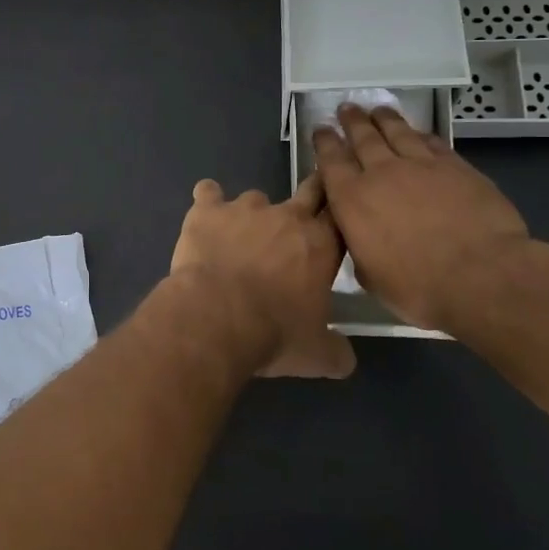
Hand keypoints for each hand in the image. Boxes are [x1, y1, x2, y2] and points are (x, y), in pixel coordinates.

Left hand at [169, 176, 355, 378]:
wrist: (217, 316)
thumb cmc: (274, 333)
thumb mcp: (318, 355)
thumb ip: (336, 351)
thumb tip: (344, 358)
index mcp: (320, 244)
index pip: (340, 217)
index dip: (337, 219)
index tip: (332, 224)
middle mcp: (287, 216)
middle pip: (309, 190)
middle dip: (310, 196)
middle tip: (302, 212)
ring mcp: (245, 208)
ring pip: (256, 197)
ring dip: (252, 214)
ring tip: (239, 238)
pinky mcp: (208, 211)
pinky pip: (208, 193)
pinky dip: (208, 202)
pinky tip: (204, 219)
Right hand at [311, 105, 530, 335]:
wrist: (482, 275)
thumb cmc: (418, 287)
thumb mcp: (371, 276)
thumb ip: (359, 247)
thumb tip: (359, 237)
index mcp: (352, 200)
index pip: (331, 161)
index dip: (324, 142)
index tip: (320, 129)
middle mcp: (382, 173)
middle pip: (363, 137)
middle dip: (352, 121)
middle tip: (346, 108)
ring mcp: (422, 166)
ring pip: (398, 132)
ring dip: (384, 119)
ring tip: (377, 109)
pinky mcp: (457, 167)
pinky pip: (433, 143)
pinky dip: (421, 135)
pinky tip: (419, 132)